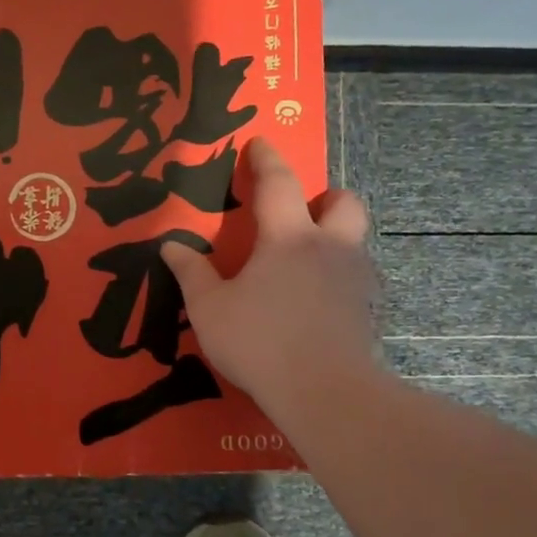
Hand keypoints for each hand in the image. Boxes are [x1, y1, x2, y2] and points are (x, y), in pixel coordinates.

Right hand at [161, 137, 379, 422]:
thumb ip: (192, 273)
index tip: (261, 143)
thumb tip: (171, 245)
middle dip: (326, 198)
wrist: (325, 393)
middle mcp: (329, 248)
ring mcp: (354, 280)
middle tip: (301, 213)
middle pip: (345, 203)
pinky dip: (337, 278)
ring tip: (303, 263)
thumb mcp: (210, 309)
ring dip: (333, 239)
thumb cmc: (260, 342)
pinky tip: (314, 303)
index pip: (279, 184)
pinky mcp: (366, 311)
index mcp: (288, 238)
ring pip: (354, 241)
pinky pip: (354, 278)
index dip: (267, 160)